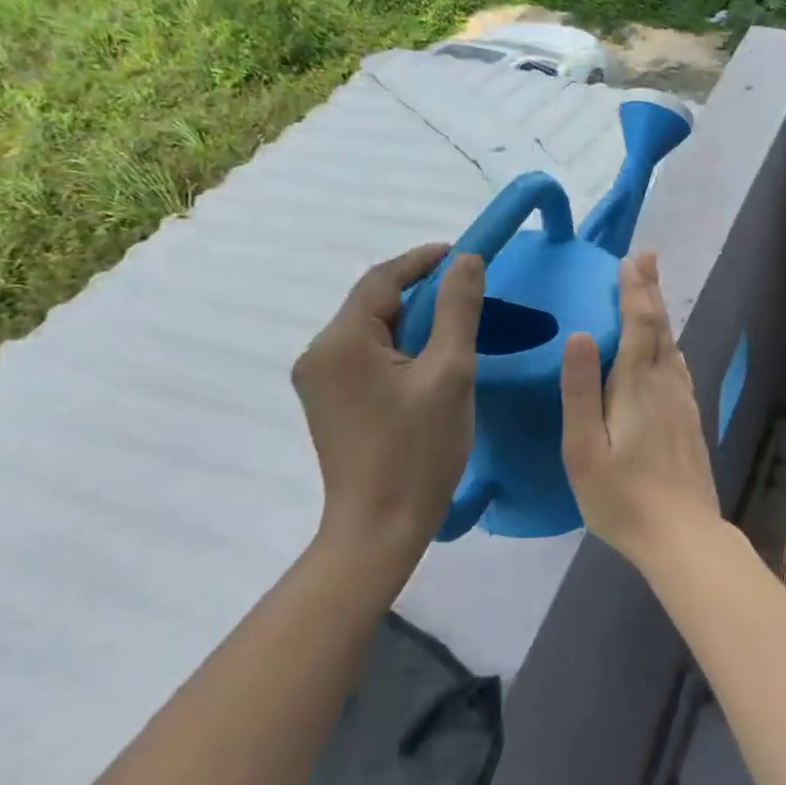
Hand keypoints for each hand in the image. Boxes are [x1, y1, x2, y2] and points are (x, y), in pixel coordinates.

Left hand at [293, 244, 484, 570]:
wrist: (379, 530)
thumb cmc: (418, 451)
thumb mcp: (450, 373)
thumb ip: (458, 310)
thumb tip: (466, 259)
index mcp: (341, 341)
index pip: (383, 279)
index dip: (424, 260)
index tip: (464, 254)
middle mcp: (318, 354)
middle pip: (373, 303)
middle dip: (420, 292)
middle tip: (467, 294)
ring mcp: (318, 381)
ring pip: (371, 330)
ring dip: (411, 321)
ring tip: (454, 328)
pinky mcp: (328, 403)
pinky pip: (365, 356)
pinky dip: (398, 347)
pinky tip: (427, 362)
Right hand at [560, 252, 720, 567]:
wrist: (683, 536)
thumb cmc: (622, 498)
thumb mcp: (585, 449)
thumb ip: (581, 391)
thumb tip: (580, 334)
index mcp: (638, 387)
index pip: (640, 325)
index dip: (635, 291)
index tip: (630, 260)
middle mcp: (667, 385)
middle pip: (661, 328)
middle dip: (651, 291)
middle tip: (647, 258)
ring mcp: (684, 403)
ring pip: (673, 346)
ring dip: (661, 314)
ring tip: (652, 293)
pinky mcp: (690, 420)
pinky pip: (679, 368)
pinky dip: (670, 344)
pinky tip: (669, 351)